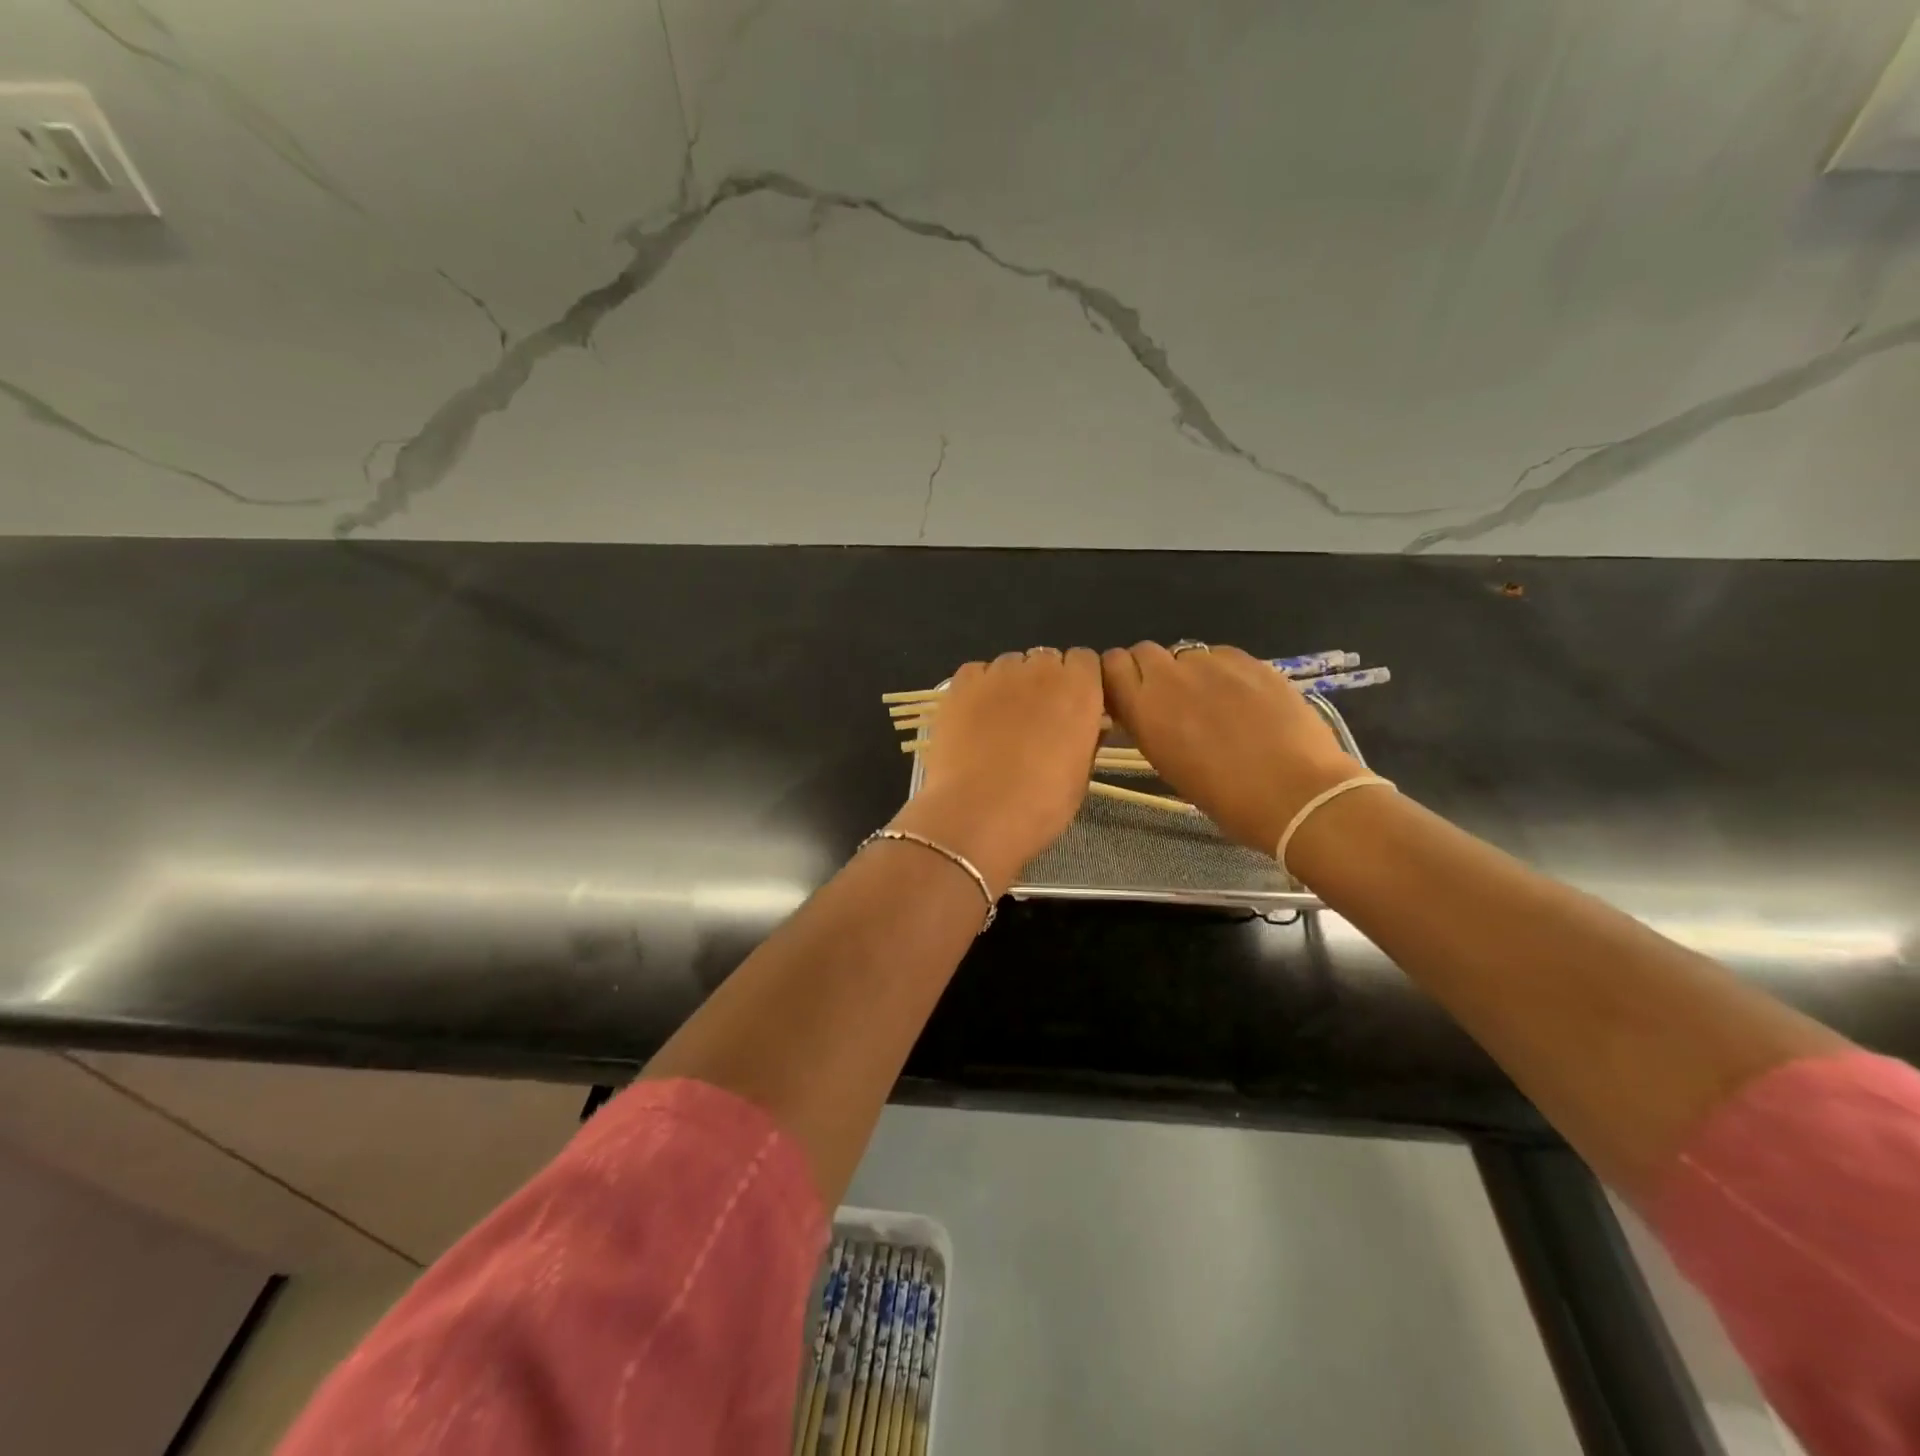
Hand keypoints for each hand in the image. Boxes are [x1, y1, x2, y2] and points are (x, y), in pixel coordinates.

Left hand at [890, 648, 1103, 893]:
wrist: (977, 813)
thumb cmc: (1040, 804)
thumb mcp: (1080, 775)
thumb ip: (1086, 738)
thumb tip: (1087, 725)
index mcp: (1079, 689)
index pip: (1084, 660)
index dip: (1078, 682)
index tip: (1072, 707)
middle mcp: (1040, 669)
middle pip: (1046, 659)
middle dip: (1044, 682)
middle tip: (1035, 720)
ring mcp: (997, 673)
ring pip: (1010, 665)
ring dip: (1011, 685)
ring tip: (999, 723)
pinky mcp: (961, 683)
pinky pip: (976, 673)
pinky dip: (978, 689)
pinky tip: (973, 720)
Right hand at [1101, 642, 1359, 854]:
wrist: (1292, 791)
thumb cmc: (1223, 796)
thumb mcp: (1166, 764)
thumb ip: (1147, 726)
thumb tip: (1145, 710)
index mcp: (1143, 707)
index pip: (1111, 665)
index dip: (1119, 676)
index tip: (1128, 694)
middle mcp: (1170, 676)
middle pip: (1144, 651)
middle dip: (1150, 669)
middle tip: (1169, 698)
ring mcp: (1211, 663)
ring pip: (1185, 654)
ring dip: (1188, 672)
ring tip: (1212, 701)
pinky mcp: (1248, 659)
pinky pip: (1221, 656)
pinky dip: (1222, 672)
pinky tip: (1241, 698)